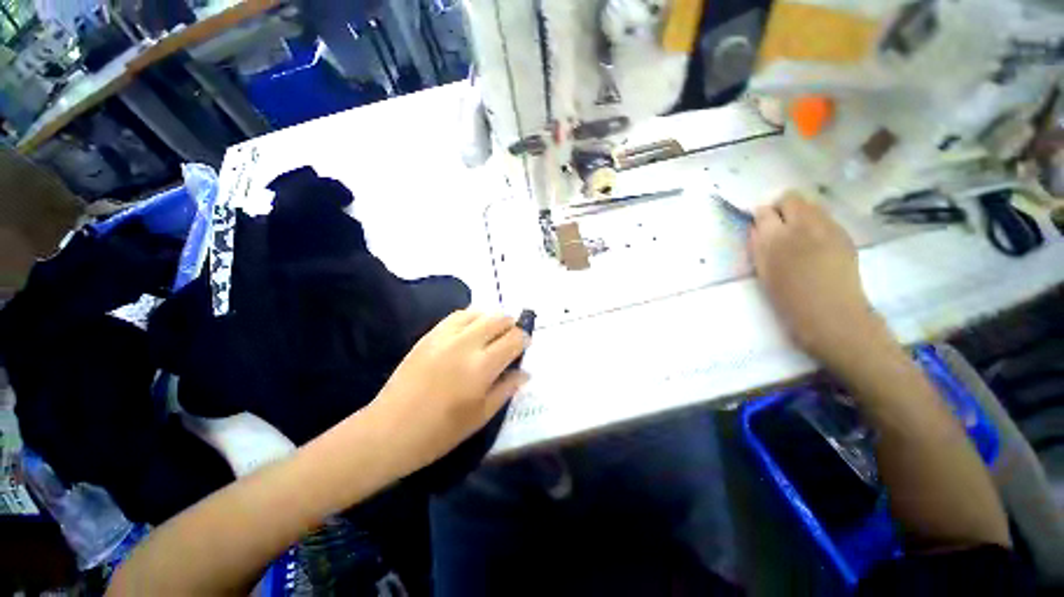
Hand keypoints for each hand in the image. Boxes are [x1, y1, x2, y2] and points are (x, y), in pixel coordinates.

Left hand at [364, 310, 528, 474]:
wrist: (390, 430)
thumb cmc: (440, 431)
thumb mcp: (481, 415)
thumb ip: (507, 388)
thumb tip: (525, 372)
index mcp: (482, 366)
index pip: (514, 339)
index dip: (524, 339)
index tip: (525, 346)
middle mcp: (467, 343)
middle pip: (499, 319)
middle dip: (511, 326)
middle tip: (511, 339)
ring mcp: (446, 336)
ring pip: (479, 312)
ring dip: (492, 319)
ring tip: (492, 334)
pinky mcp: (430, 335)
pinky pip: (457, 315)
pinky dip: (471, 317)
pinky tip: (471, 330)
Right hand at [750, 192, 886, 365]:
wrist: (831, 314)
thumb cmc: (788, 298)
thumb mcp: (764, 271)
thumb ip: (759, 245)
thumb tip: (758, 227)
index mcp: (776, 238)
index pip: (765, 211)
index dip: (761, 216)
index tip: (760, 226)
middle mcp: (804, 226)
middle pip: (791, 198)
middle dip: (782, 207)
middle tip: (779, 227)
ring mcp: (829, 228)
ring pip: (812, 204)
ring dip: (800, 213)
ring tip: (799, 235)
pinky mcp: (845, 235)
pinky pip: (826, 218)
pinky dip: (817, 223)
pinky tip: (816, 244)